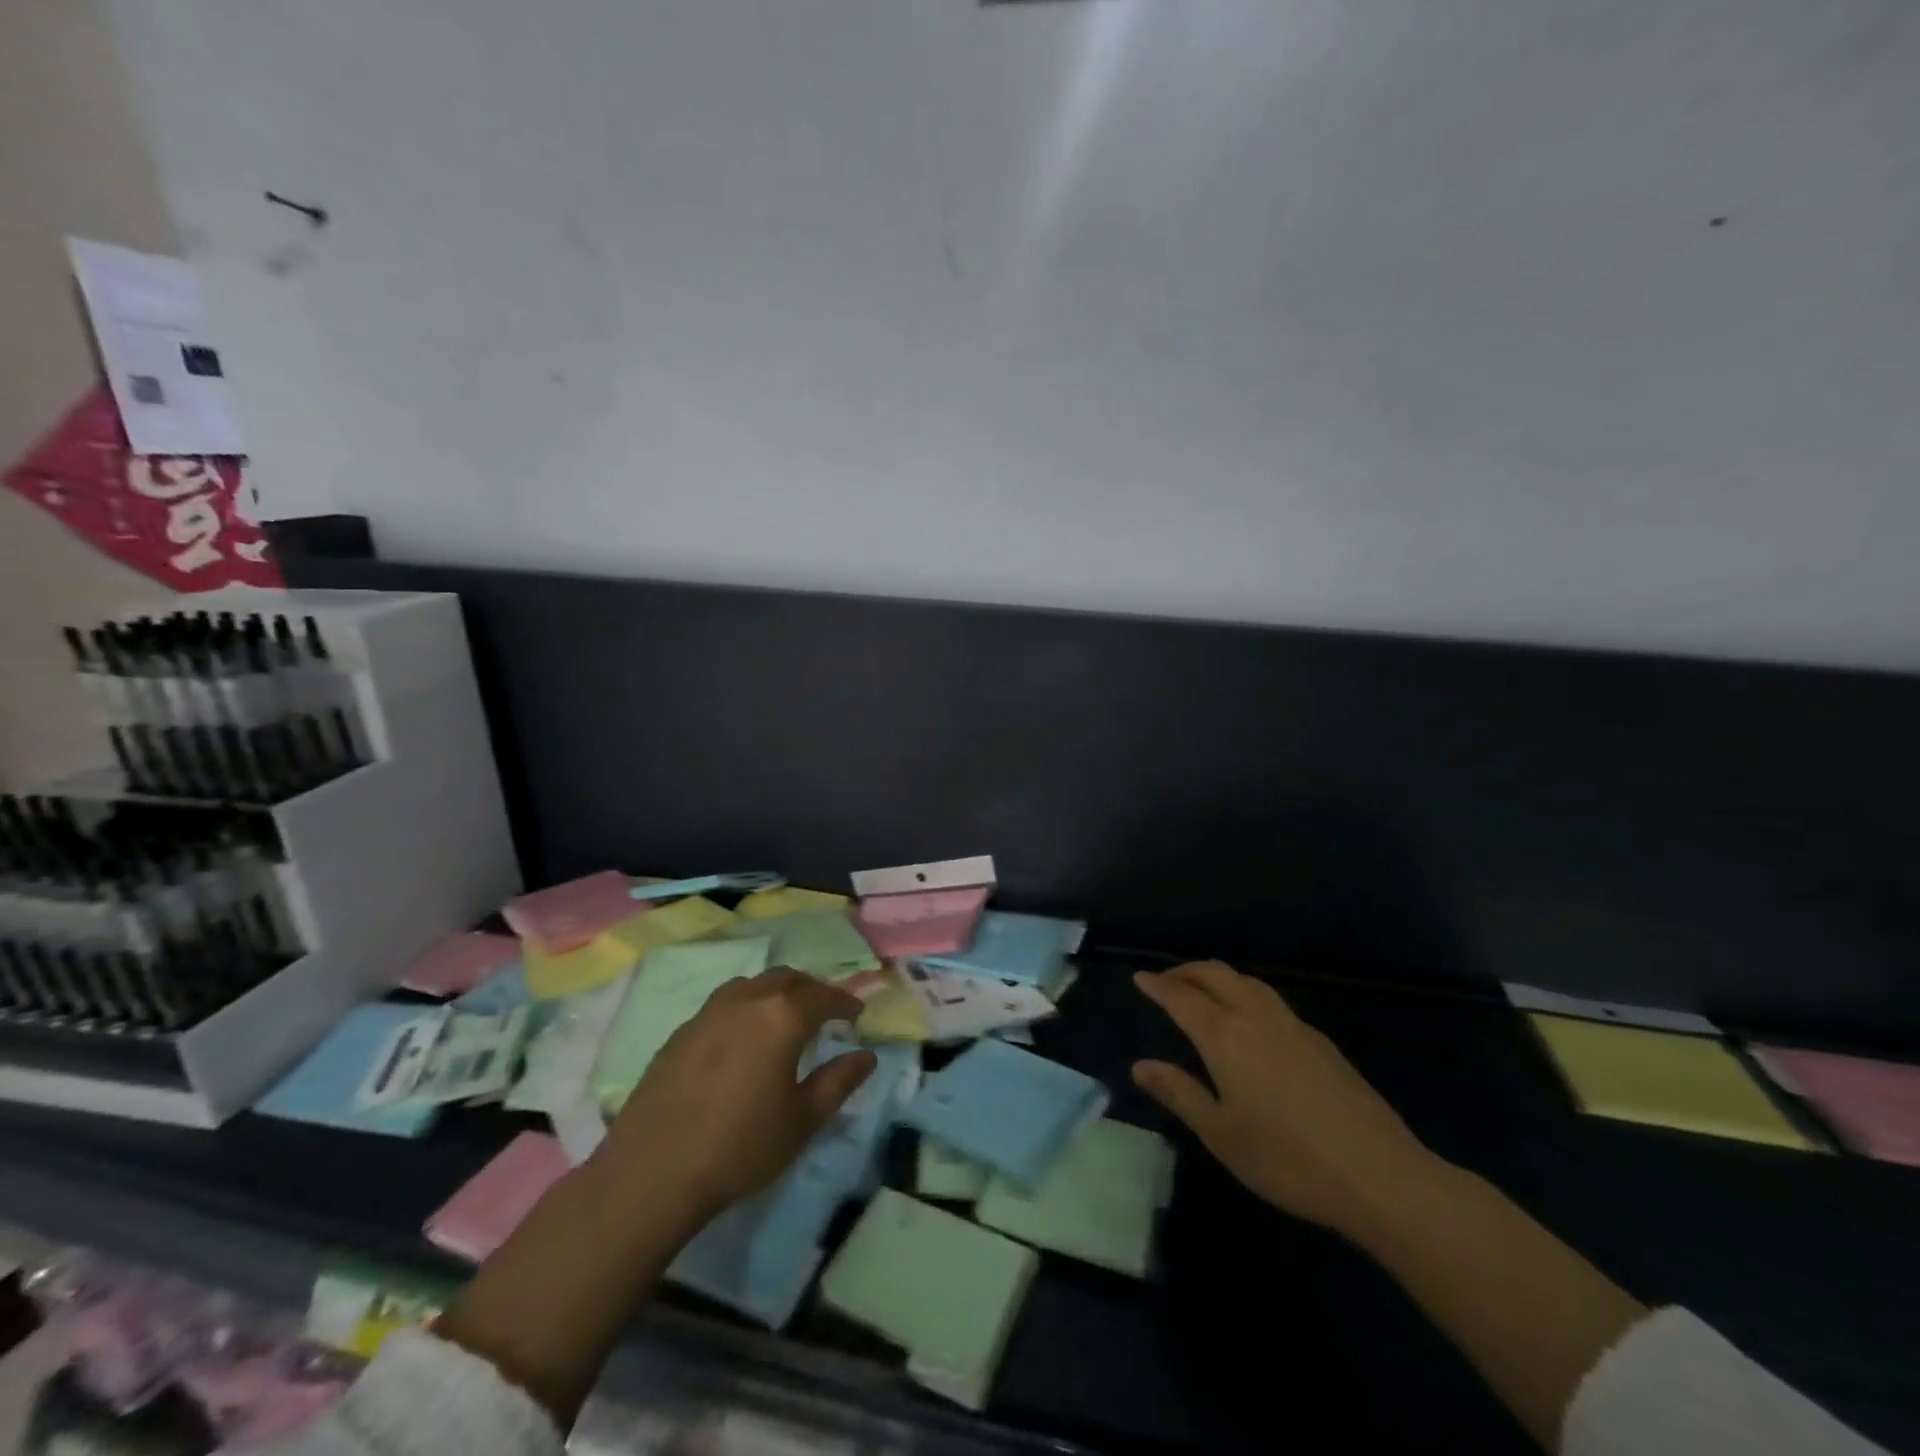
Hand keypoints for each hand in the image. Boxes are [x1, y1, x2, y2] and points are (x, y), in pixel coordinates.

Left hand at [598, 967, 876, 1226]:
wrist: (651, 1173)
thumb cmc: (740, 1147)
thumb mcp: (802, 1120)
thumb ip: (839, 1081)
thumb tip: (866, 1055)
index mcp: (782, 1016)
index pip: (823, 996)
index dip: (844, 1002)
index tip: (857, 1014)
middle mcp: (746, 1000)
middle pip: (787, 979)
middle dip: (811, 990)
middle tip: (824, 1012)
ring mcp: (708, 1013)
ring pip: (752, 985)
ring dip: (775, 993)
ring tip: (783, 1019)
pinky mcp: (680, 1032)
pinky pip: (723, 1005)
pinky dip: (745, 1009)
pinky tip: (741, 1040)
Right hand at [1132, 961, 1437, 1237]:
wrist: (1379, 1175)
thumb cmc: (1288, 1160)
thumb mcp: (1221, 1134)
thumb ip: (1180, 1093)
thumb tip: (1140, 1065)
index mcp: (1226, 1036)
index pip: (1182, 997)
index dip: (1158, 985)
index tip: (1139, 978)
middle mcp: (1256, 1017)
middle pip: (1216, 974)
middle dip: (1186, 971)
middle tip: (1165, 981)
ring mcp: (1293, 1025)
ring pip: (1247, 980)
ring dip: (1218, 976)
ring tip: (1202, 991)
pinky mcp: (1320, 1041)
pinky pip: (1270, 999)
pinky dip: (1245, 992)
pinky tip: (1249, 1020)